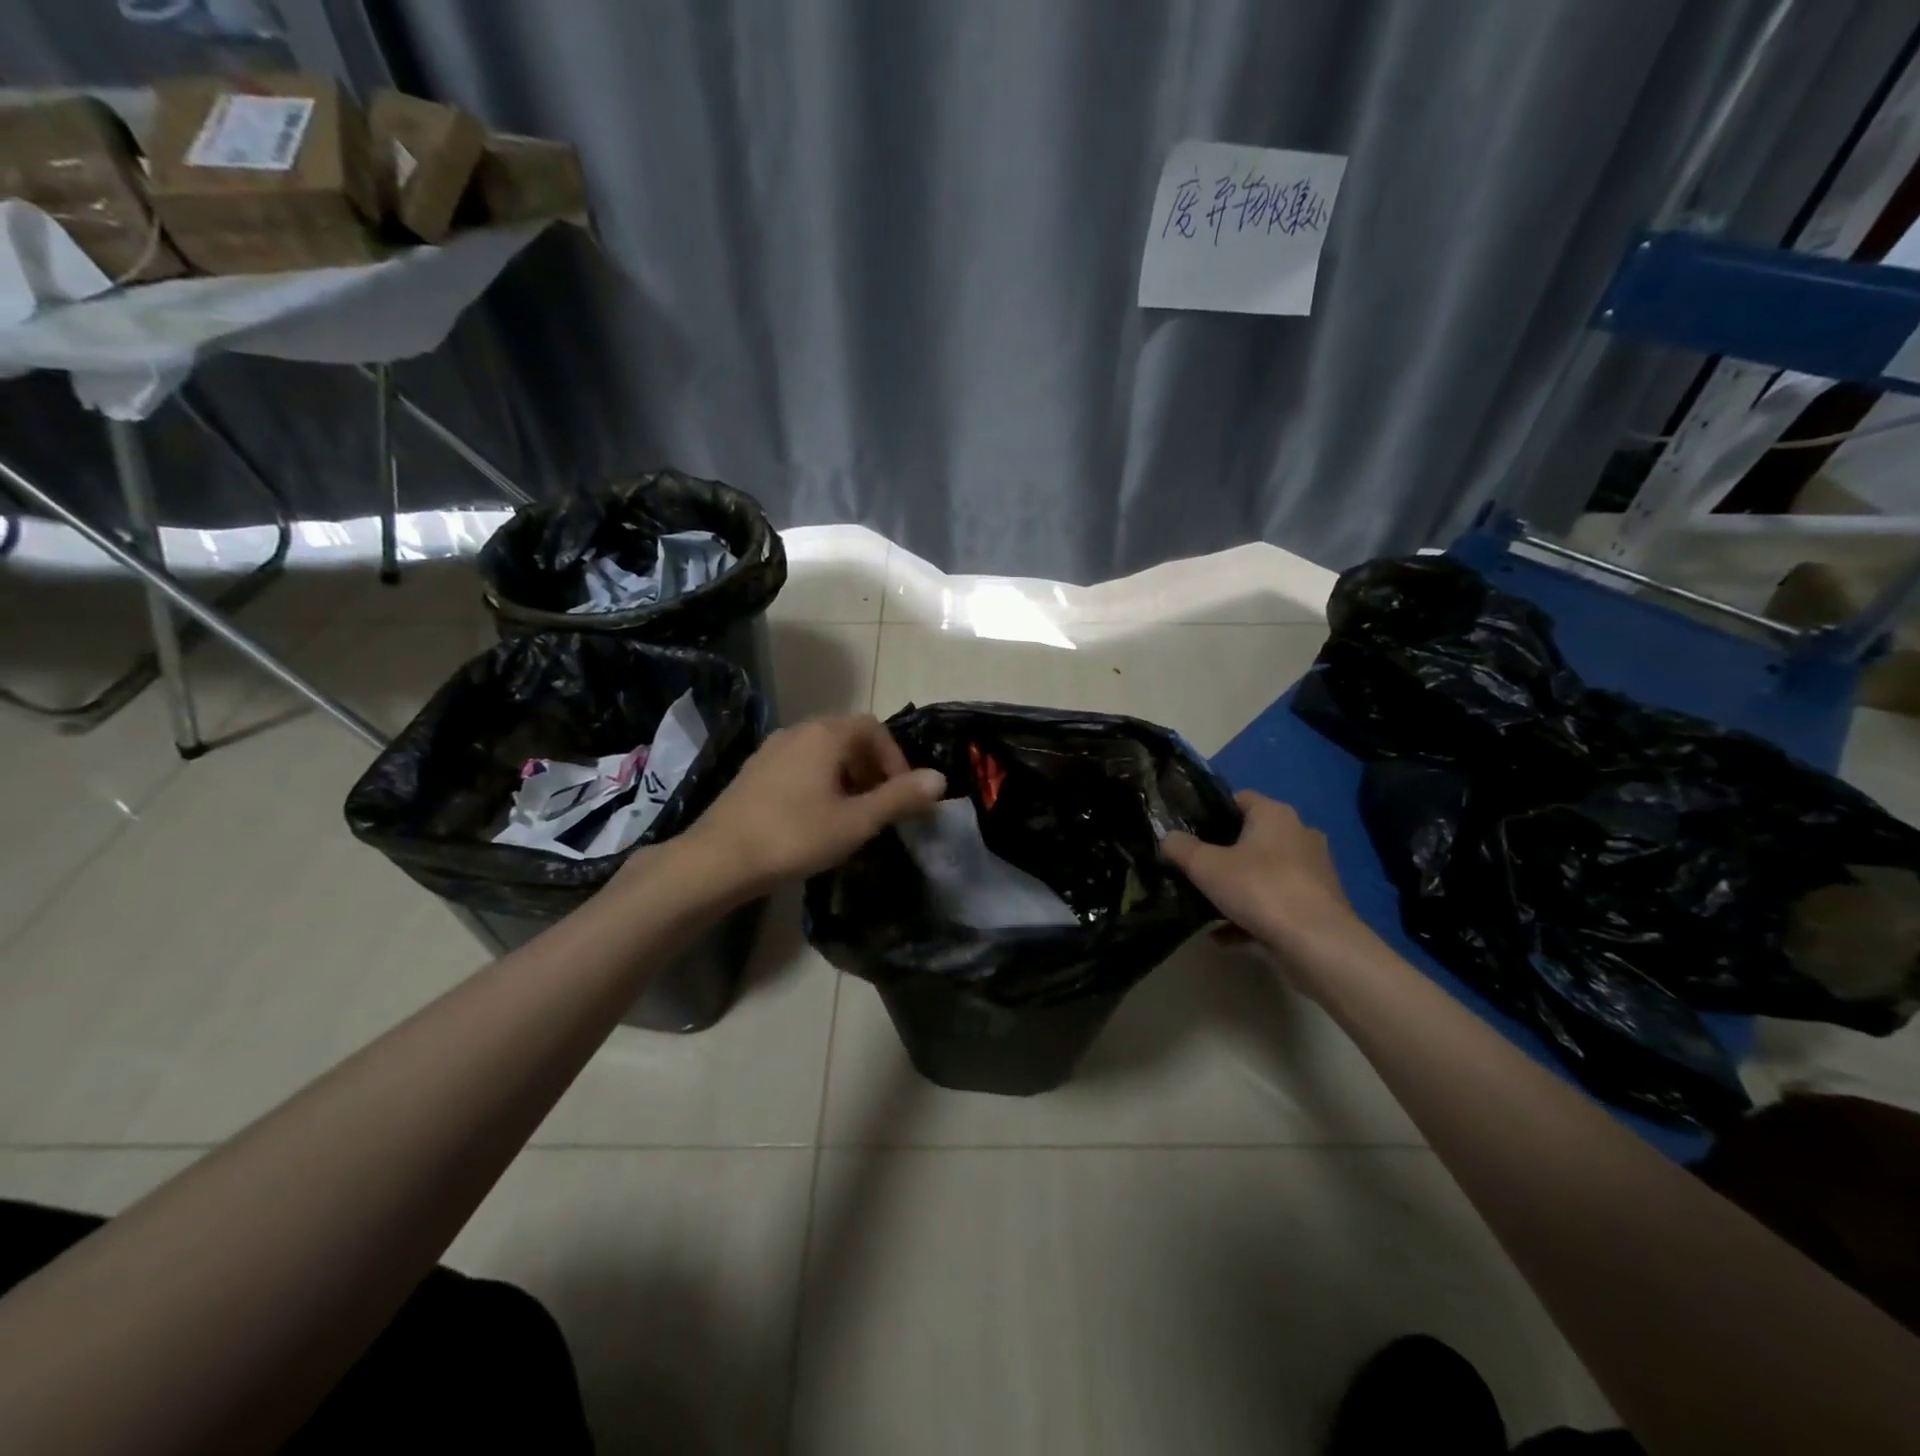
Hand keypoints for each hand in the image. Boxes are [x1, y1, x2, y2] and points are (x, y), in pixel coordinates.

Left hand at [676, 715, 945, 896]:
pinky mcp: (754, 771)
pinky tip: (815, 817)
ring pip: (823, 752)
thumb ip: (900, 798)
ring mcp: (771, 749)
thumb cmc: (794, 836)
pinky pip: (799, 765)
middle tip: (881, 805)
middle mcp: (798, 731)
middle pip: (848, 737)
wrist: (718, 859)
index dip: (895, 759)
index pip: (874, 729)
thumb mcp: (856, 821)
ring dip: (846, 776)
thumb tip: (939, 778)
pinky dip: (820, 781)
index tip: (902, 794)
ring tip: (852, 814)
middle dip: (872, 767)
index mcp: (825, 734)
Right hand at [1161, 791, 1362, 956]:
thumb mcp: (1205, 866)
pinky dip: (1250, 916)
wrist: (1317, 944)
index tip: (1187, 831)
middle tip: (1192, 869)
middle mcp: (1299, 835)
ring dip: (1236, 888)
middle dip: (1222, 853)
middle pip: (1251, 838)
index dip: (1210, 812)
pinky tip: (1222, 935)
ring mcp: (1312, 871)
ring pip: (1263, 873)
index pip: (1239, 798)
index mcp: (1275, 815)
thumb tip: (1167, 838)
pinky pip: (1274, 904)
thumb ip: (1180, 848)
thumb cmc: (1260, 889)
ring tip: (1204, 905)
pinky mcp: (1317, 905)